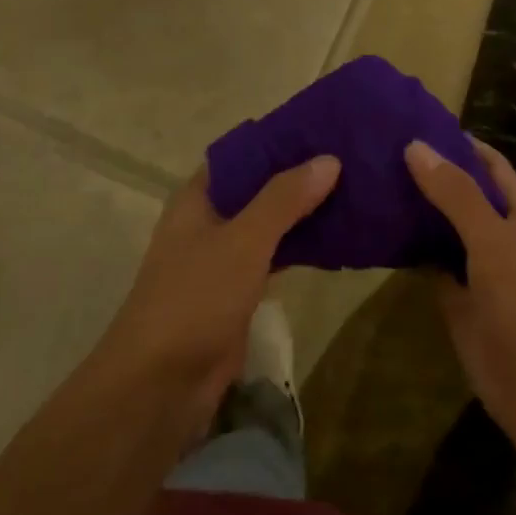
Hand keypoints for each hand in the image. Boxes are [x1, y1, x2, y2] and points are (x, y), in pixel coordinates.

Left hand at [103, 156, 339, 426]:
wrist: (161, 385)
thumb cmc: (195, 298)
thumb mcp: (243, 241)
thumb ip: (284, 199)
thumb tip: (329, 159)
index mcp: (197, 199)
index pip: (241, 154)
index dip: (278, 140)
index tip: (324, 129)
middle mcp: (208, 222)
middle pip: (258, 188)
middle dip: (298, 176)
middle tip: (352, 159)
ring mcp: (222, 259)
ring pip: (269, 224)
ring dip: (303, 212)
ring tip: (354, 191)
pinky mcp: (237, 292)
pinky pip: (275, 258)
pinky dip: (301, 247)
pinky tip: (338, 239)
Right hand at [405, 138, 515, 439]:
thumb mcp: (493, 239)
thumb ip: (456, 194)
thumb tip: (416, 146)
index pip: (491, 166)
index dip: (461, 145)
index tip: (419, 124)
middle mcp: (502, 235)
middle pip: (464, 196)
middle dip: (431, 176)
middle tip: (381, 151)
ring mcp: (480, 269)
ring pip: (445, 230)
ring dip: (417, 212)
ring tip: (373, 183)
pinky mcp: (458, 299)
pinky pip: (432, 265)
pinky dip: (411, 250)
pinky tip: (379, 232)